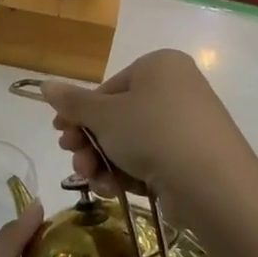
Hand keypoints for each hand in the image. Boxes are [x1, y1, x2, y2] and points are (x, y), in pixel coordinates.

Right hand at [41, 50, 255, 206]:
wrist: (212, 183)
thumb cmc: (152, 132)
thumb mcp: (103, 115)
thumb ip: (72, 101)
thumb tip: (44, 85)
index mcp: (159, 66)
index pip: (108, 88)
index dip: (79, 113)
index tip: (60, 134)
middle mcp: (177, 89)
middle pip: (118, 116)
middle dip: (90, 142)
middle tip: (73, 159)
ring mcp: (188, 125)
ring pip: (132, 142)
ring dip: (104, 162)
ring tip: (91, 180)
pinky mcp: (195, 158)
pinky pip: (153, 159)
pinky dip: (129, 174)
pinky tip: (113, 190)